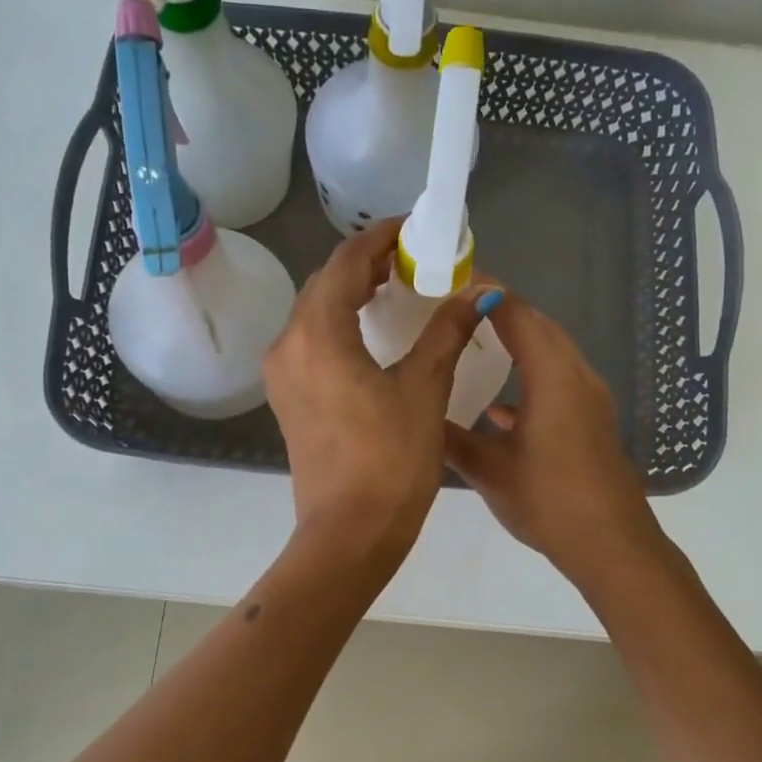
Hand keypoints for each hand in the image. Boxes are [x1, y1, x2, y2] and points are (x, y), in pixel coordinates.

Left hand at [264, 218, 491, 564]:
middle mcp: (288, 345)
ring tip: (394, 287)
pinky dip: (340, 324)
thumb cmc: (390, 460)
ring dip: (350, 293)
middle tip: (410, 258)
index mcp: (318, 334)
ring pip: (314, 313)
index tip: (412, 228)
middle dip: (364, 264)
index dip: (379, 238)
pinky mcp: (288, 398)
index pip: (345, 263)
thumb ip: (447, 332)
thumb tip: (479, 293)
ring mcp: (282, 374)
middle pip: (325, 284)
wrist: (349, 533)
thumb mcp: (425, 389)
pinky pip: (311, 342)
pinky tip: (371, 331)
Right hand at [443, 291, 664, 589]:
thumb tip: (419, 416)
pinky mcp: (593, 420)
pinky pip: (559, 381)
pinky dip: (531, 378)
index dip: (487, 294)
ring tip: (475, 346)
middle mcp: (576, 375)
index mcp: (552, 376)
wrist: (610, 543)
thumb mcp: (489, 470)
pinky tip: (500, 408)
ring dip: (518, 344)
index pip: (517, 315)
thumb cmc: (548, 500)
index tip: (454, 282)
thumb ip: (452, 438)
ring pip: (552, 354)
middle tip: (458, 310)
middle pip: (539, 327)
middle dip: (501, 313)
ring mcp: (590, 398)